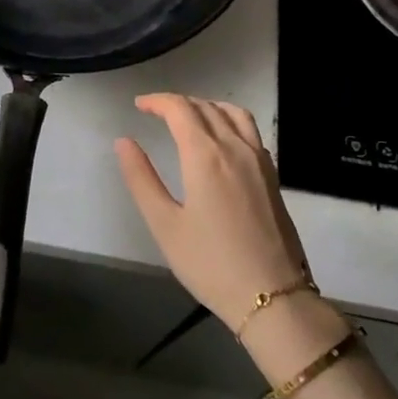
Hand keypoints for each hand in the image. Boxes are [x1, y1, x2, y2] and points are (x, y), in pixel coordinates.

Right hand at [115, 94, 310, 332]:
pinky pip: (250, 130)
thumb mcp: (164, 225)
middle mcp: (235, 147)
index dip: (157, 101)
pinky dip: (229, 120)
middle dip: (178, 103)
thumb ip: (141, 179)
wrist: (273, 297)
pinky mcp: (272, 176)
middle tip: (156, 112)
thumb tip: (123, 142)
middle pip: (206, 107)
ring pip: (233, 113)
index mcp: (205, 155)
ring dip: (207, 106)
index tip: (139, 106)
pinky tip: (221, 140)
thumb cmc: (211, 264)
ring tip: (189, 117)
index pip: (180, 109)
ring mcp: (259, 160)